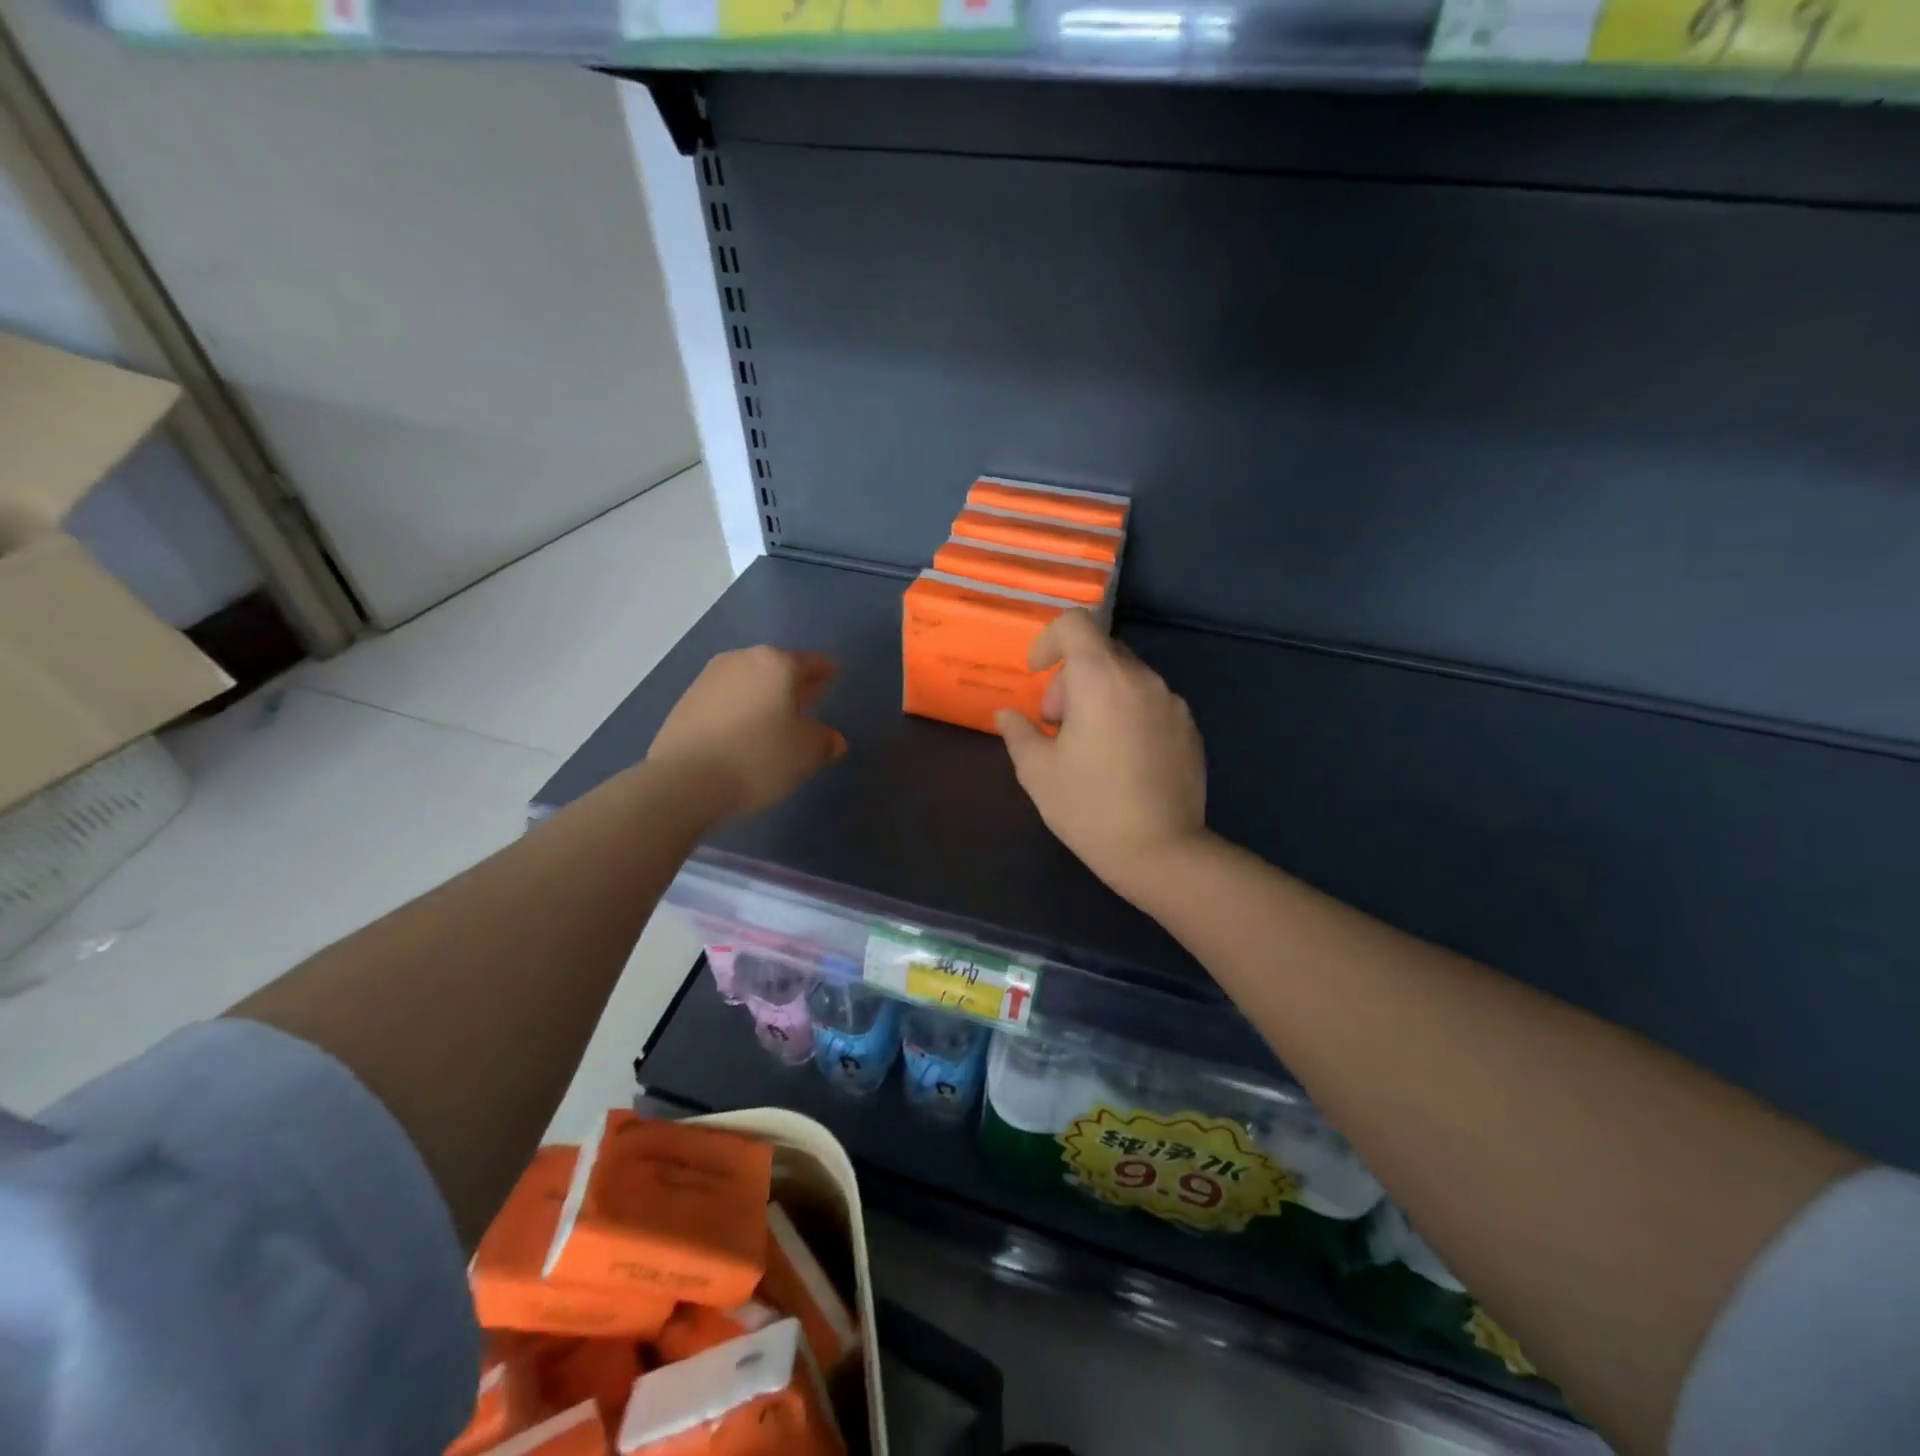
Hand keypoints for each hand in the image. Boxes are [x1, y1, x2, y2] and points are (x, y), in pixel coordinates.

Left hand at [649, 646, 846, 819]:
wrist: (686, 780)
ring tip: (774, 721)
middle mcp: (742, 660)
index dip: (826, 671)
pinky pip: (725, 700)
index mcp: (777, 663)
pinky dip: (739, 710)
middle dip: (794, 684)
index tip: (834, 676)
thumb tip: (832, 739)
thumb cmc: (759, 757)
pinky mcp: (685, 702)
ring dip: (764, 696)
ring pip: (749, 682)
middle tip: (808, 701)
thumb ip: (825, 741)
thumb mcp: (807, 753)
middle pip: (777, 668)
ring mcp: (708, 678)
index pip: (812, 662)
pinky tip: (743, 733)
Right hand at [994, 611, 1208, 900]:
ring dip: (1100, 695)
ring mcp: (1171, 702)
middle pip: (1099, 652)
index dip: (1048, 640)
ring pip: (1126, 678)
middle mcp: (1141, 678)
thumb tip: (1006, 715)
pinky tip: (1123, 760)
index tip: (1037, 674)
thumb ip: (1018, 732)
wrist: (1161, 852)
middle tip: (1057, 725)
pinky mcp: (1189, 727)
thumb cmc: (1089, 808)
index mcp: (1100, 679)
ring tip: (1090, 745)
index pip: (1075, 624)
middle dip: (1070, 678)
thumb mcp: (1037, 771)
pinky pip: (1150, 702)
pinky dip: (1128, 713)